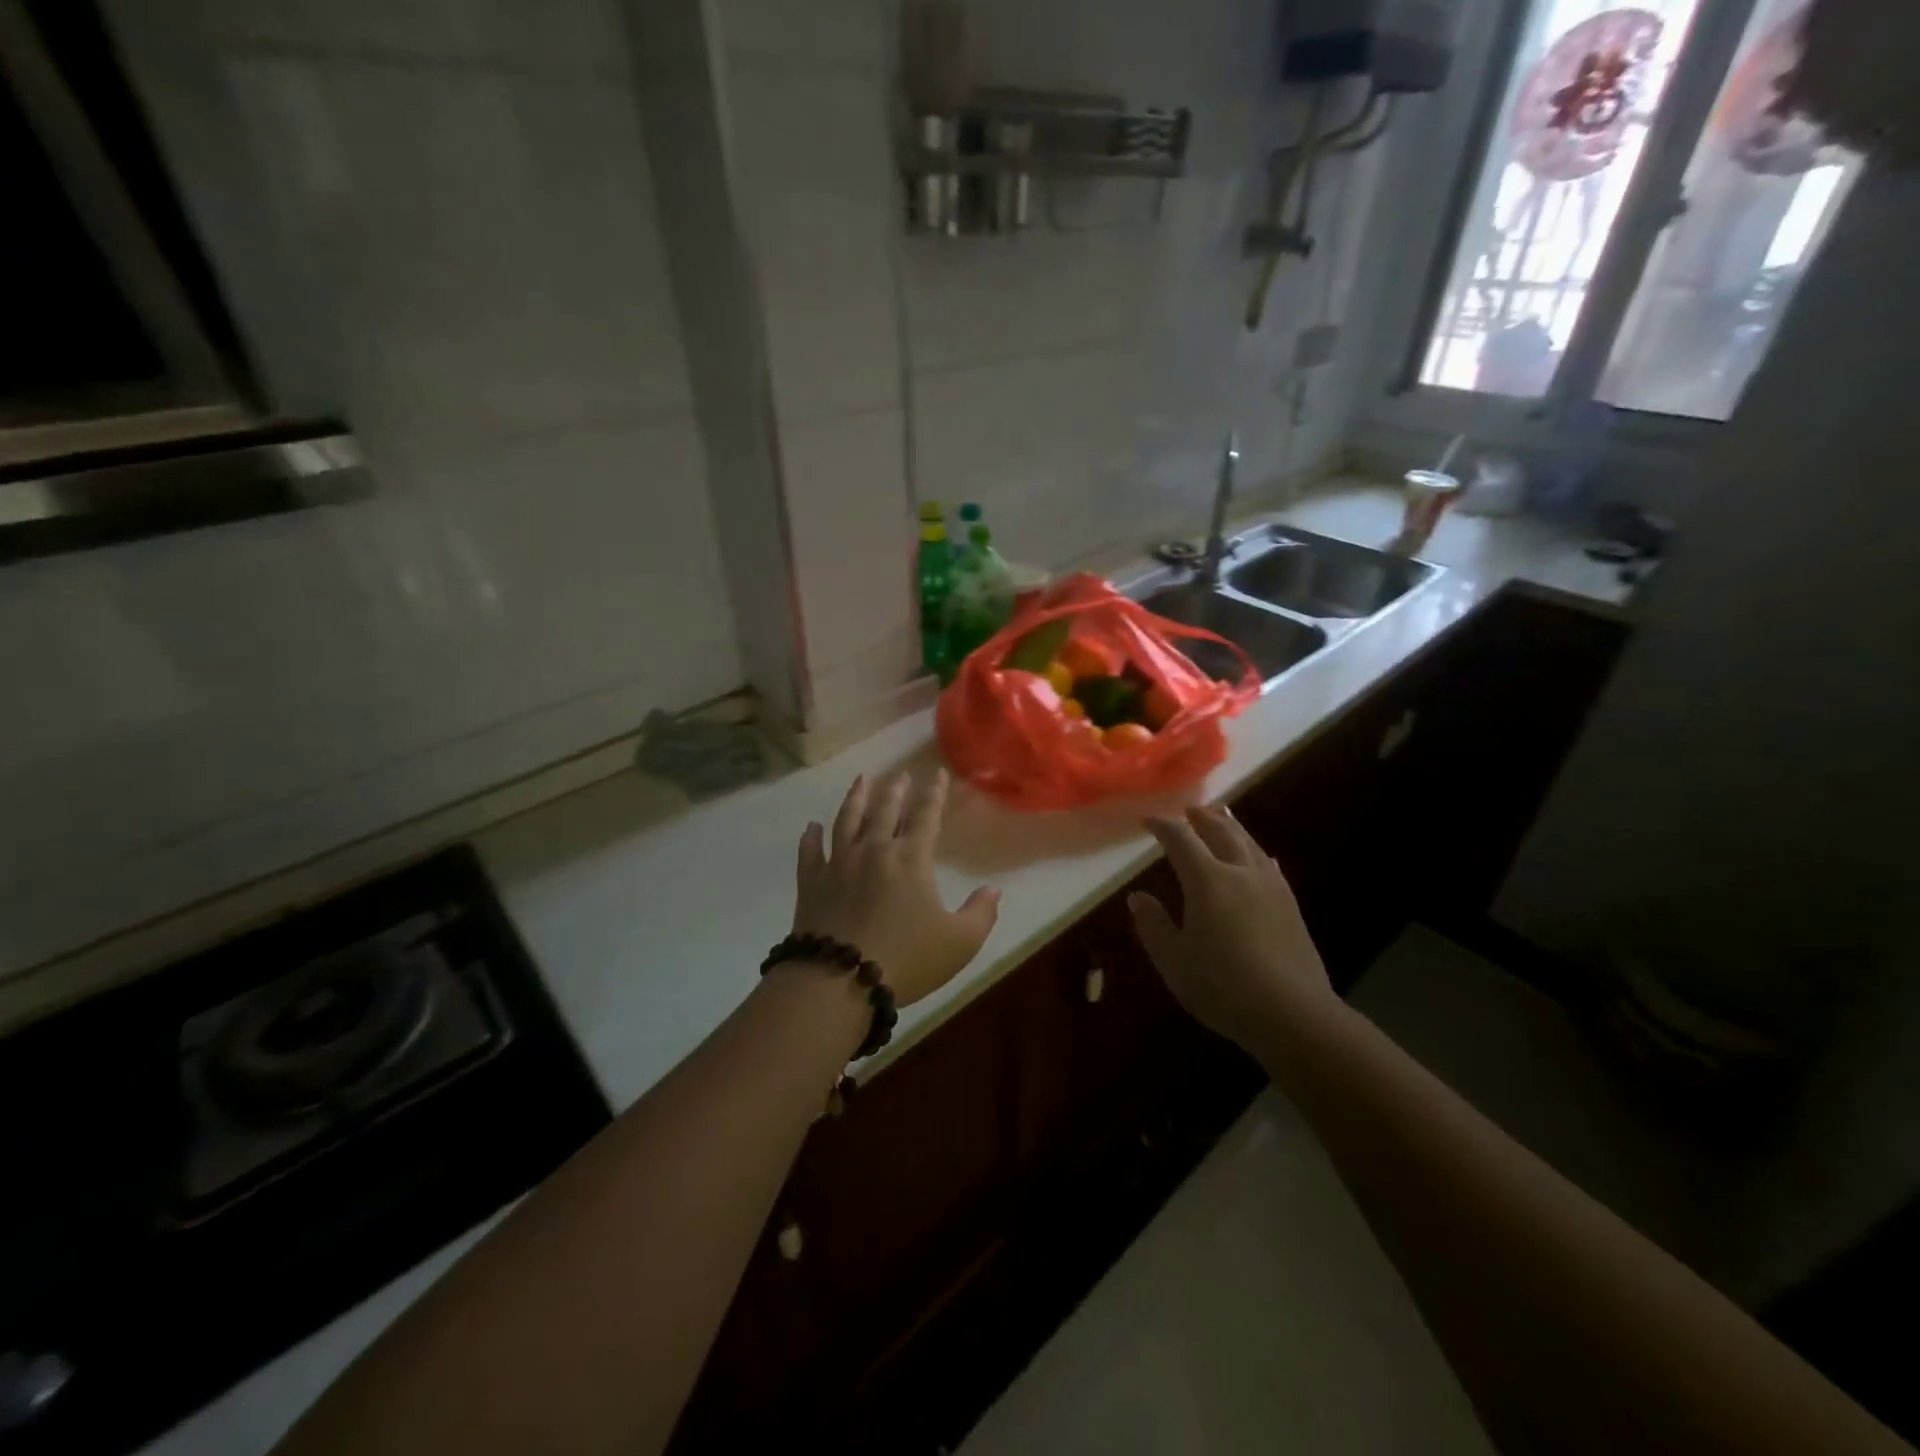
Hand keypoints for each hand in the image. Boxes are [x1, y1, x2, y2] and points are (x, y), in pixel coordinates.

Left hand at [793, 771, 1000, 1007]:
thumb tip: (993, 890)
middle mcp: (873, 850)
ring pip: (846, 821)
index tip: (938, 774)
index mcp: (910, 858)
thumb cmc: (906, 959)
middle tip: (900, 774)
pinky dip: (810, 837)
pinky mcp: (811, 884)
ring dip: (854, 799)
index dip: (934, 794)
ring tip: (860, 781)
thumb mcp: (959, 943)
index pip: (926, 816)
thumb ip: (980, 914)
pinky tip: (811, 827)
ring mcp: (838, 864)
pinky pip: (809, 853)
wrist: (839, 981)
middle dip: (895, 790)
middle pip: (884, 811)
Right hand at [1129, 805, 1337, 1047]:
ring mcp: (1271, 887)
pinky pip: (1269, 864)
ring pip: (1249, 843)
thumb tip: (1138, 897)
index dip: (1163, 826)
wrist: (1293, 1013)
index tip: (1148, 821)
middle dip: (1202, 818)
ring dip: (1232, 826)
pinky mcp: (1291, 905)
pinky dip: (1256, 851)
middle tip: (1189, 810)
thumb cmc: (1222, 986)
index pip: (1181, 840)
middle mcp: (1240, 872)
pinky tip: (1260, 857)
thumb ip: (1153, 925)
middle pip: (1221, 832)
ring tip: (1223, 816)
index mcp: (1207, 880)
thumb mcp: (1174, 960)